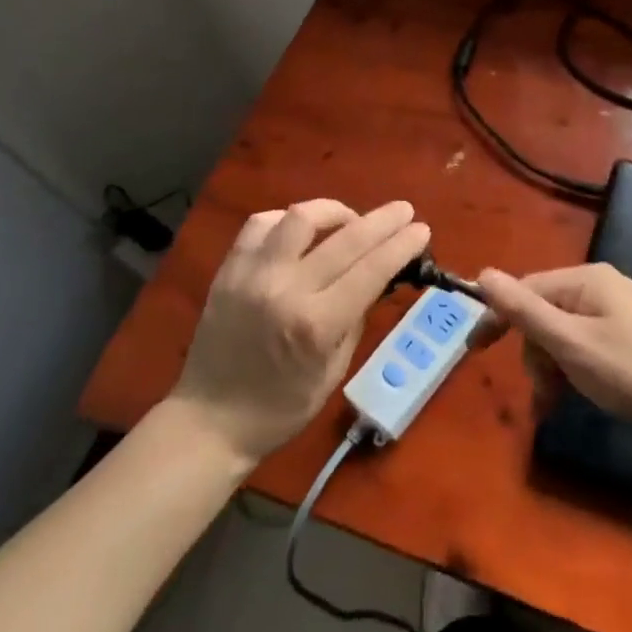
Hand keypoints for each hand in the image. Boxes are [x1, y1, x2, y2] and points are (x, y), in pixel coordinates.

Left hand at [169, 200, 429, 460]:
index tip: (421, 229)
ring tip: (350, 219)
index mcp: (317, 324)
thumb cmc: (281, 408)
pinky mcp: (229, 269)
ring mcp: (253, 275)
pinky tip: (301, 229)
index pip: (372, 270)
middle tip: (403, 211)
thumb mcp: (334, 370)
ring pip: (301, 218)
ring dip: (334, 211)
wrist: (210, 420)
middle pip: (346, 238)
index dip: (401, 245)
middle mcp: (287, 290)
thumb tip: (375, 278)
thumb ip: (355, 318)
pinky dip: (288, 220)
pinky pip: (260, 224)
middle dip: (383, 220)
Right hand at [476, 263, 631, 428]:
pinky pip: (584, 343)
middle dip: (535, 354)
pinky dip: (573, 368)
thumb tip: (483, 275)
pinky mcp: (628, 332)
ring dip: (552, 367)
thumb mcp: (571, 343)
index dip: (499, 318)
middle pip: (544, 314)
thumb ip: (525, 311)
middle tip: (543, 393)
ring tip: (555, 403)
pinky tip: (575, 393)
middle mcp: (599, 286)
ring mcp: (616, 309)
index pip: (526, 290)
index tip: (475, 351)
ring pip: (563, 333)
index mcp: (584, 280)